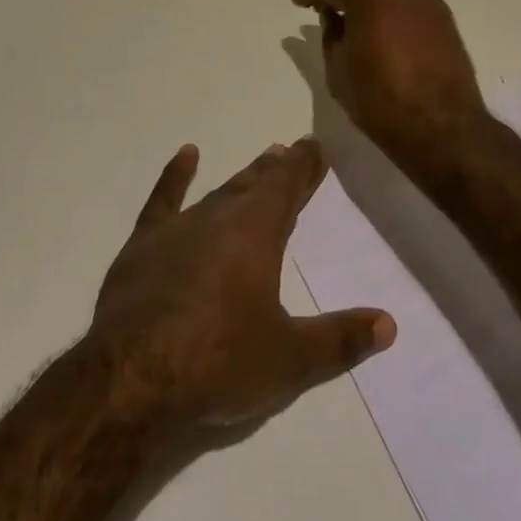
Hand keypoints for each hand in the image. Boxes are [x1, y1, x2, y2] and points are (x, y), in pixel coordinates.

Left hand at [92, 139, 394, 429]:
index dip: (303, 166)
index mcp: (257, 233)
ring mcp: (179, 227)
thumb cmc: (217, 362)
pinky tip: (187, 155)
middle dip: (277, 169)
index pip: (287, 186)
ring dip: (242, 176)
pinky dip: (177, 175)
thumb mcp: (289, 360)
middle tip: (291, 150)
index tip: (314, 146)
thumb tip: (389, 324)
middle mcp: (220, 217)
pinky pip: (164, 199)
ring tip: (261, 160)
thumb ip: (340, 340)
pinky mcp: (145, 243)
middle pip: (255, 184)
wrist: (132, 375)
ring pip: (219, 191)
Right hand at [290, 0, 487, 164]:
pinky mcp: (442, 13)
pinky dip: (387, 1)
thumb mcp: (338, 69)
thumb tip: (332, 15)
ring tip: (350, 13)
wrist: (443, 128)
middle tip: (322, 3)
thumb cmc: (380, 101)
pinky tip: (379, 22)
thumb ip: (330, 33)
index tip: (299, 2)